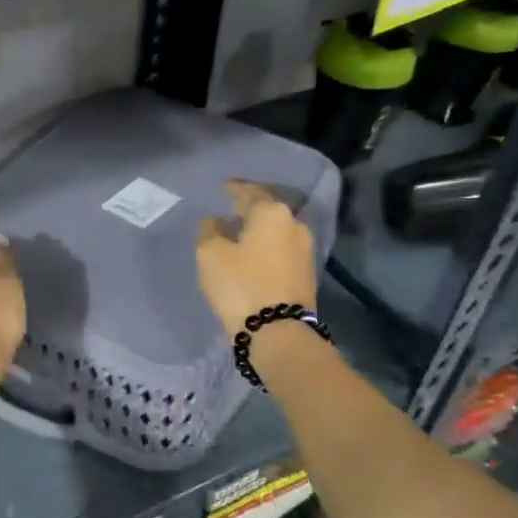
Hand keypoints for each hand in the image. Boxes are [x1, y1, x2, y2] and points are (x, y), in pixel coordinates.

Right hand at [196, 180, 316, 335]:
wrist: (278, 331)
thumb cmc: (240, 284)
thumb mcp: (210, 254)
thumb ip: (210, 231)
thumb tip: (217, 222)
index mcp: (271, 213)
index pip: (250, 192)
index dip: (235, 189)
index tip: (225, 187)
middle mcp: (294, 225)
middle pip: (268, 210)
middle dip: (250, 209)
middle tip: (232, 209)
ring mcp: (305, 250)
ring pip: (277, 231)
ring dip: (260, 231)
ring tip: (241, 234)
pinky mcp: (307, 274)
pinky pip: (282, 250)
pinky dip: (267, 248)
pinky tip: (254, 254)